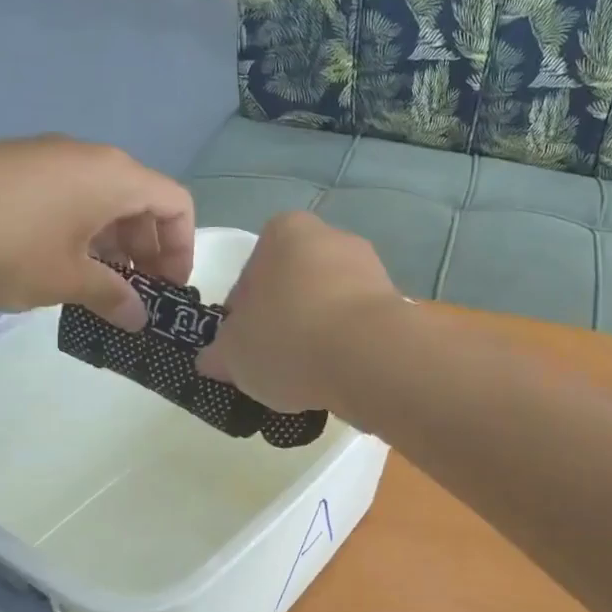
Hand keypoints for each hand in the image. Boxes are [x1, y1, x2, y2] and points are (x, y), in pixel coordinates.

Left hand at [0, 136, 192, 328]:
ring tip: (96, 290)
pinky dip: (80, 234)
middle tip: (134, 298)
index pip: (177, 204)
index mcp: (113, 177)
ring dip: (113, 247)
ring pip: (104, 203)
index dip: (183, 250)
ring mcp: (47, 160)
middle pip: (142, 202)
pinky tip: (57, 268)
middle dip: (148, 252)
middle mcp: (88, 159)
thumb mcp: (64, 280)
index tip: (166, 291)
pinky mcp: (14, 169)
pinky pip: (69, 199)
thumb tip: (139, 317)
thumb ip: (112, 297)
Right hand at [197, 211, 402, 412]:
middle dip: (283, 324)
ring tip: (308, 379)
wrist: (370, 357)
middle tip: (274, 366)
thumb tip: (213, 360)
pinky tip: (339, 377)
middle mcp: (331, 238)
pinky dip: (348, 349)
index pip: (250, 277)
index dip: (241, 319)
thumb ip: (218, 354)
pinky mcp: (398, 304)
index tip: (243, 351)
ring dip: (318, 337)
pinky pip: (360, 328)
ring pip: (329, 308)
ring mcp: (371, 269)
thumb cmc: (288, 340)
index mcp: (284, 232)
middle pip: (293, 289)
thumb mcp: (233, 354)